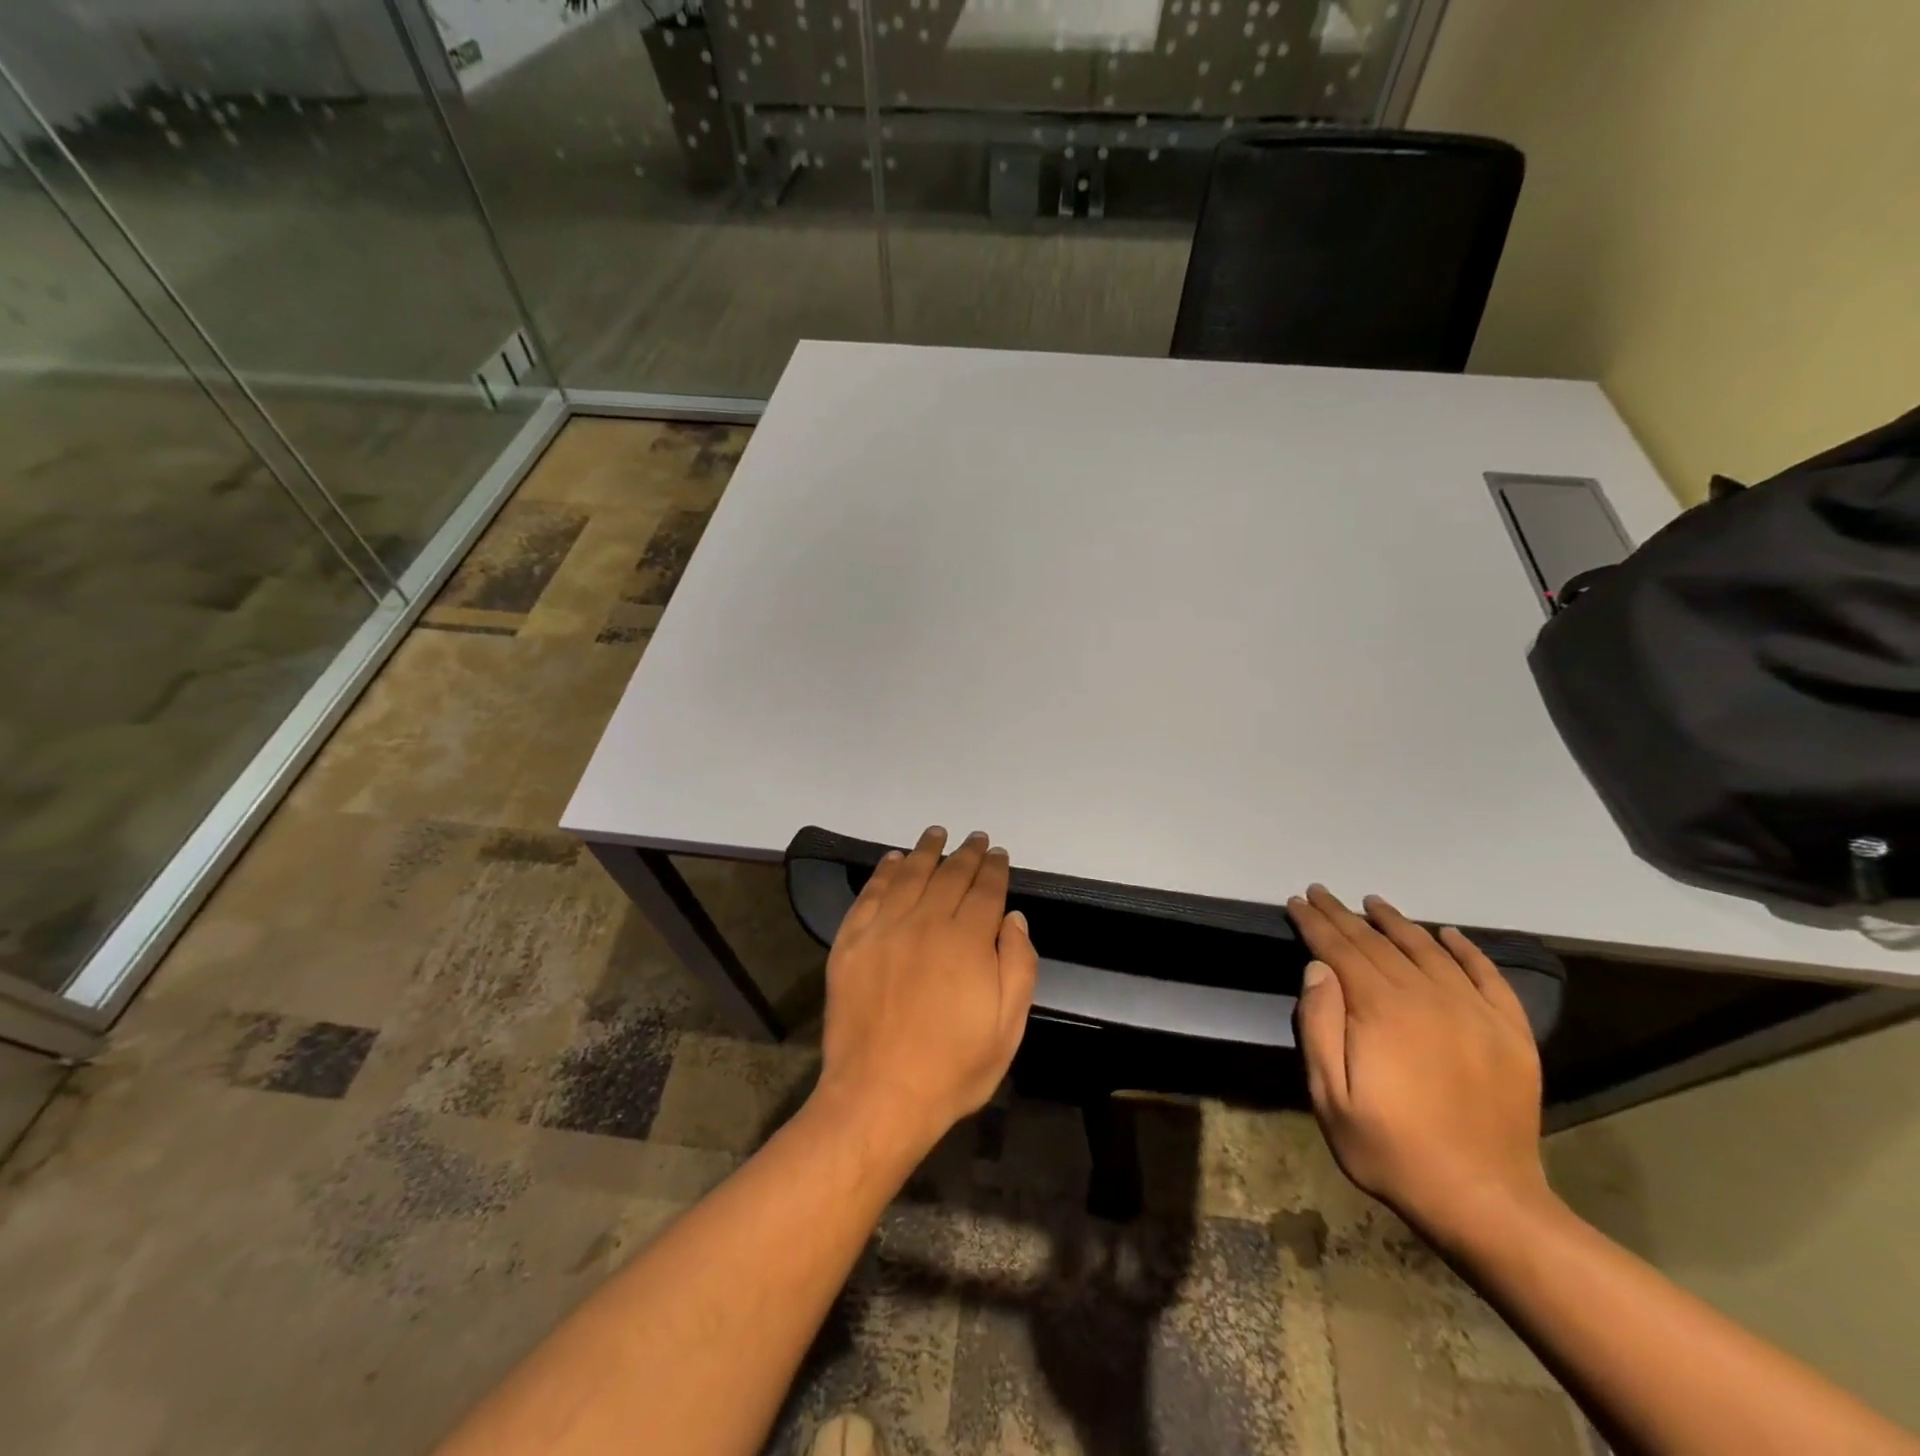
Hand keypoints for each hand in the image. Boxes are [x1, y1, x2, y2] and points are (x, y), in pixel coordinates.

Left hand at [812, 828, 1037, 1155]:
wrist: (879, 1096)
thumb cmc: (953, 1068)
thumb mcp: (1008, 1027)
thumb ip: (1018, 965)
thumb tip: (1013, 918)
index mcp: (967, 941)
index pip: (984, 890)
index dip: (993, 868)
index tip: (998, 853)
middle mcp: (925, 923)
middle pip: (949, 875)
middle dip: (966, 854)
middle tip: (974, 838)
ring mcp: (883, 930)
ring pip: (909, 875)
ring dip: (926, 851)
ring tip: (936, 834)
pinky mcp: (851, 942)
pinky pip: (870, 894)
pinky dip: (883, 871)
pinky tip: (892, 859)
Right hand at [1288, 884, 1551, 1245]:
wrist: (1484, 1200)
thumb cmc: (1390, 1149)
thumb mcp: (1330, 1096)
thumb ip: (1319, 1026)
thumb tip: (1318, 968)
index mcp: (1381, 1009)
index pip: (1340, 949)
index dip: (1315, 923)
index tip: (1298, 902)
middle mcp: (1427, 996)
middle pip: (1378, 943)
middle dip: (1344, 915)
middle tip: (1322, 893)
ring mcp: (1473, 1011)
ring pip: (1427, 950)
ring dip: (1396, 922)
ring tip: (1373, 903)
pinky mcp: (1509, 1031)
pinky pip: (1487, 975)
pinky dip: (1466, 949)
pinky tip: (1448, 934)